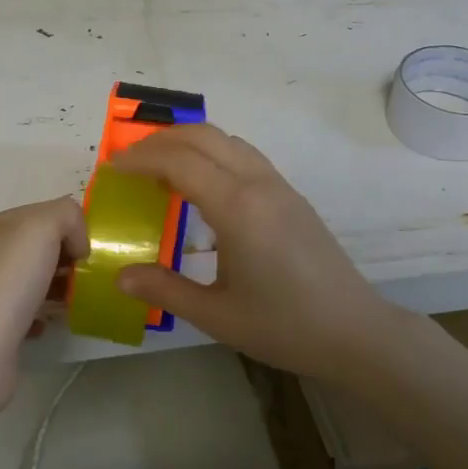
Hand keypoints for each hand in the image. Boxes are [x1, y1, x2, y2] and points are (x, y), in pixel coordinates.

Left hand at [0, 196, 88, 416]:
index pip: (48, 213)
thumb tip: (77, 244)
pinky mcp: (1, 324)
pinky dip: (48, 314)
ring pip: (41, 278)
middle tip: (90, 275)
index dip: (73, 227)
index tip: (89, 251)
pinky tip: (52, 322)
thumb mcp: (42, 227)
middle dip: (72, 257)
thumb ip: (67, 216)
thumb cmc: (10, 280)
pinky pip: (34, 310)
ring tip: (79, 298)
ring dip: (64, 286)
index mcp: (1, 225)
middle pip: (45, 246)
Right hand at [112, 124, 404, 384]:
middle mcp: (258, 184)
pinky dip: (213, 153)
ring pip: (227, 140)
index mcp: (237, 208)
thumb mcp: (216, 315)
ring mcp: (279, 186)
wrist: (355, 332)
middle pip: (203, 136)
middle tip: (129, 162)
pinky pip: (244, 155)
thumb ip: (164, 290)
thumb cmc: (284, 327)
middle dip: (160, 140)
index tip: (112, 168)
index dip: (141, 159)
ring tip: (159, 169)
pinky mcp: (291, 195)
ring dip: (188, 142)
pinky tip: (201, 185)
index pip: (179, 161)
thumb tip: (120, 275)